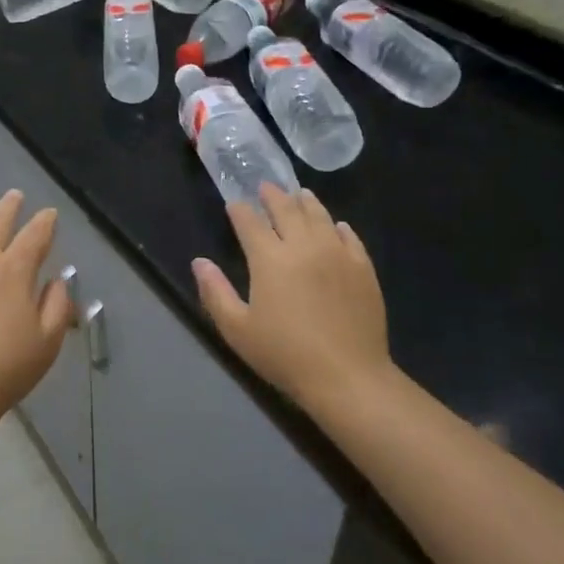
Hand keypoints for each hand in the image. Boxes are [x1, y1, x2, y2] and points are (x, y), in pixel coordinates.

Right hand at [191, 184, 392, 411]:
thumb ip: (215, 292)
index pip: (250, 223)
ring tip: (299, 194)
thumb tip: (199, 262)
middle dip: (272, 196)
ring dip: (305, 202)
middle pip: (286, 210)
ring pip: (319, 216)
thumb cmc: (285, 354)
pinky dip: (337, 226)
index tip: (234, 203)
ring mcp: (337, 254)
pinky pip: (349, 237)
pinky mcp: (363, 268)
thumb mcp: (237, 329)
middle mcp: (304, 246)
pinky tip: (336, 225)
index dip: (240, 211)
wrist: (347, 376)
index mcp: (270, 259)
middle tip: (265, 187)